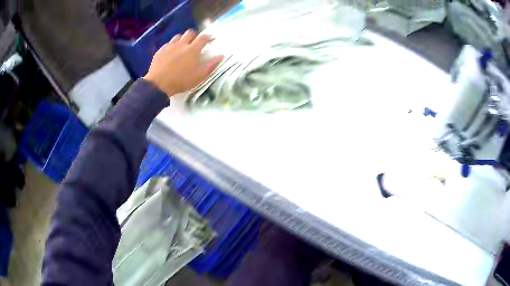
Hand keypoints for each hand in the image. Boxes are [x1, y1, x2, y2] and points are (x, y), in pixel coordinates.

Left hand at [143, 30, 223, 96]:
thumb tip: (221, 55)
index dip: (209, 37)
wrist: (159, 84)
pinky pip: (167, 44)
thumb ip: (211, 64)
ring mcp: (169, 46)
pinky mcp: (160, 51)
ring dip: (182, 39)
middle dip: (194, 36)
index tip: (212, 38)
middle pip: (190, 33)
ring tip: (182, 46)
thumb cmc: (181, 80)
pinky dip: (171, 46)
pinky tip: (170, 53)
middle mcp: (182, 44)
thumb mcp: (200, 75)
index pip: (203, 38)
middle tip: (195, 42)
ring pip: (177, 36)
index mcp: (193, 49)